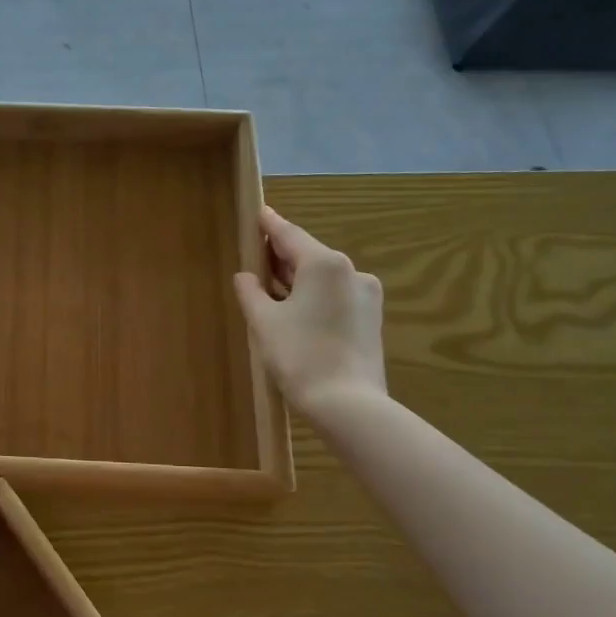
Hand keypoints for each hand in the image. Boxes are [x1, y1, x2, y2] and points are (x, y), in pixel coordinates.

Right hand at [233, 206, 386, 418]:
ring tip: (269, 287)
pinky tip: (294, 310)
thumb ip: (251, 292)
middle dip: (281, 256)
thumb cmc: (299, 355)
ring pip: (323, 278)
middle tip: (255, 256)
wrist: (348, 404)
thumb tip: (245, 276)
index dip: (270, 225)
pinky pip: (334, 296)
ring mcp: (365, 295)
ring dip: (296, 279)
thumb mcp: (264, 322)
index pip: (290, 235)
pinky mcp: (370, 318)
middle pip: (309, 255)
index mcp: (325, 264)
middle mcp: (351, 271)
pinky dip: (312, 296)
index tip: (259, 212)